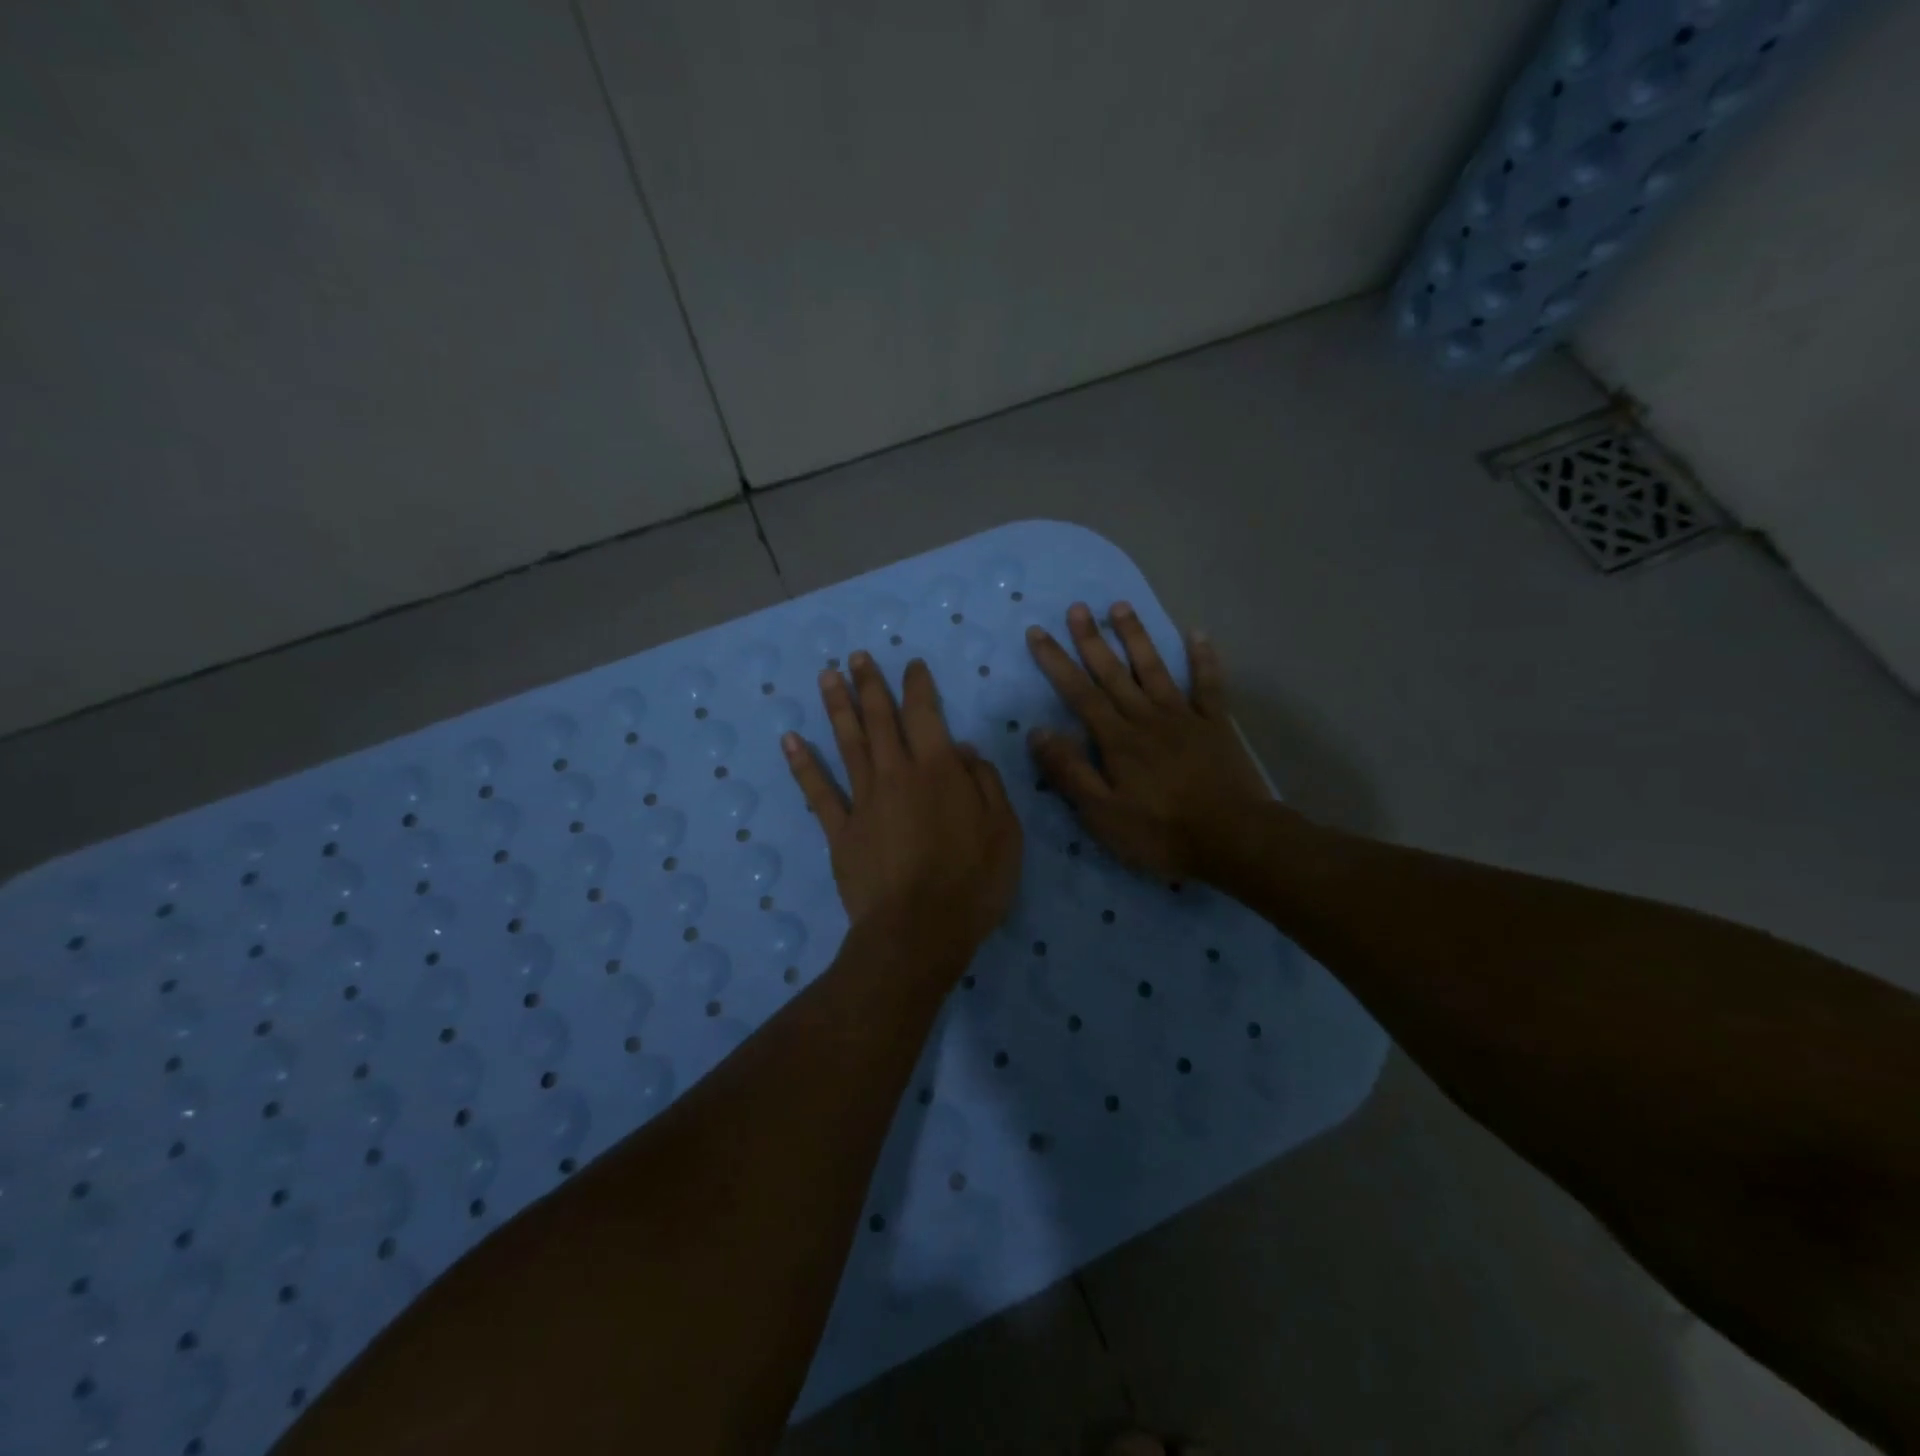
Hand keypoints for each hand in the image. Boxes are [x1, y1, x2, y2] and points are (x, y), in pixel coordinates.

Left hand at [783, 652, 1022, 973]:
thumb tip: (962, 751)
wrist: (918, 932)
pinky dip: (803, 764)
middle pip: (880, 719)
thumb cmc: (972, 882)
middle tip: (857, 656)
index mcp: (938, 770)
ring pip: (847, 743)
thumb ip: (985, 783)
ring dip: (838, 707)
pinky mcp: (840, 831)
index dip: (918, 685)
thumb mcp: (1004, 830)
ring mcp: (863, 801)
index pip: (925, 713)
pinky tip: (790, 740)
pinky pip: (818, 791)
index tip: (911, 665)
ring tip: (827, 676)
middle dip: (870, 684)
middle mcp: (896, 774)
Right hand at [1026, 602, 1271, 881]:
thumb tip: (1037, 732)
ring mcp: (1184, 716)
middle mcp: (1146, 717)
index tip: (1038, 632)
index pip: (1078, 693)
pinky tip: (1198, 633)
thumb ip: (1070, 771)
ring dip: (1136, 637)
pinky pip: (1208, 684)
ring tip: (1120, 606)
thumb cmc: (1161, 833)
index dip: (1056, 661)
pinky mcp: (1215, 724)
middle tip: (1077, 607)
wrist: (1233, 838)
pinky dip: (1204, 658)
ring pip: (1154, 668)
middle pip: (1113, 673)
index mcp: (1117, 739)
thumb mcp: (1102, 814)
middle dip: (1091, 639)